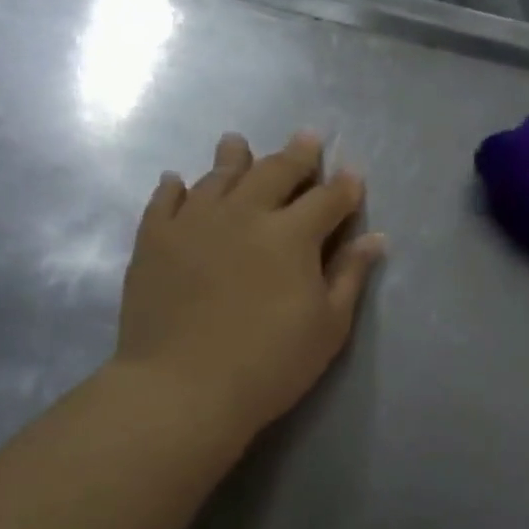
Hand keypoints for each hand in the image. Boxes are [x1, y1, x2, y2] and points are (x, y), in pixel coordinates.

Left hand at [113, 131, 384, 448]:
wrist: (181, 390)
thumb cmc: (270, 362)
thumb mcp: (328, 325)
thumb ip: (350, 275)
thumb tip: (375, 238)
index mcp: (292, 234)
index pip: (328, 199)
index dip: (345, 186)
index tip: (353, 175)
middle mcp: (245, 214)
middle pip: (275, 172)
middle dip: (297, 154)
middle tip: (307, 138)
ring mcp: (194, 223)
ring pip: (218, 178)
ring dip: (234, 157)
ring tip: (238, 142)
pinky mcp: (153, 241)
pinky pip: (164, 203)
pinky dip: (174, 188)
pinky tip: (178, 180)